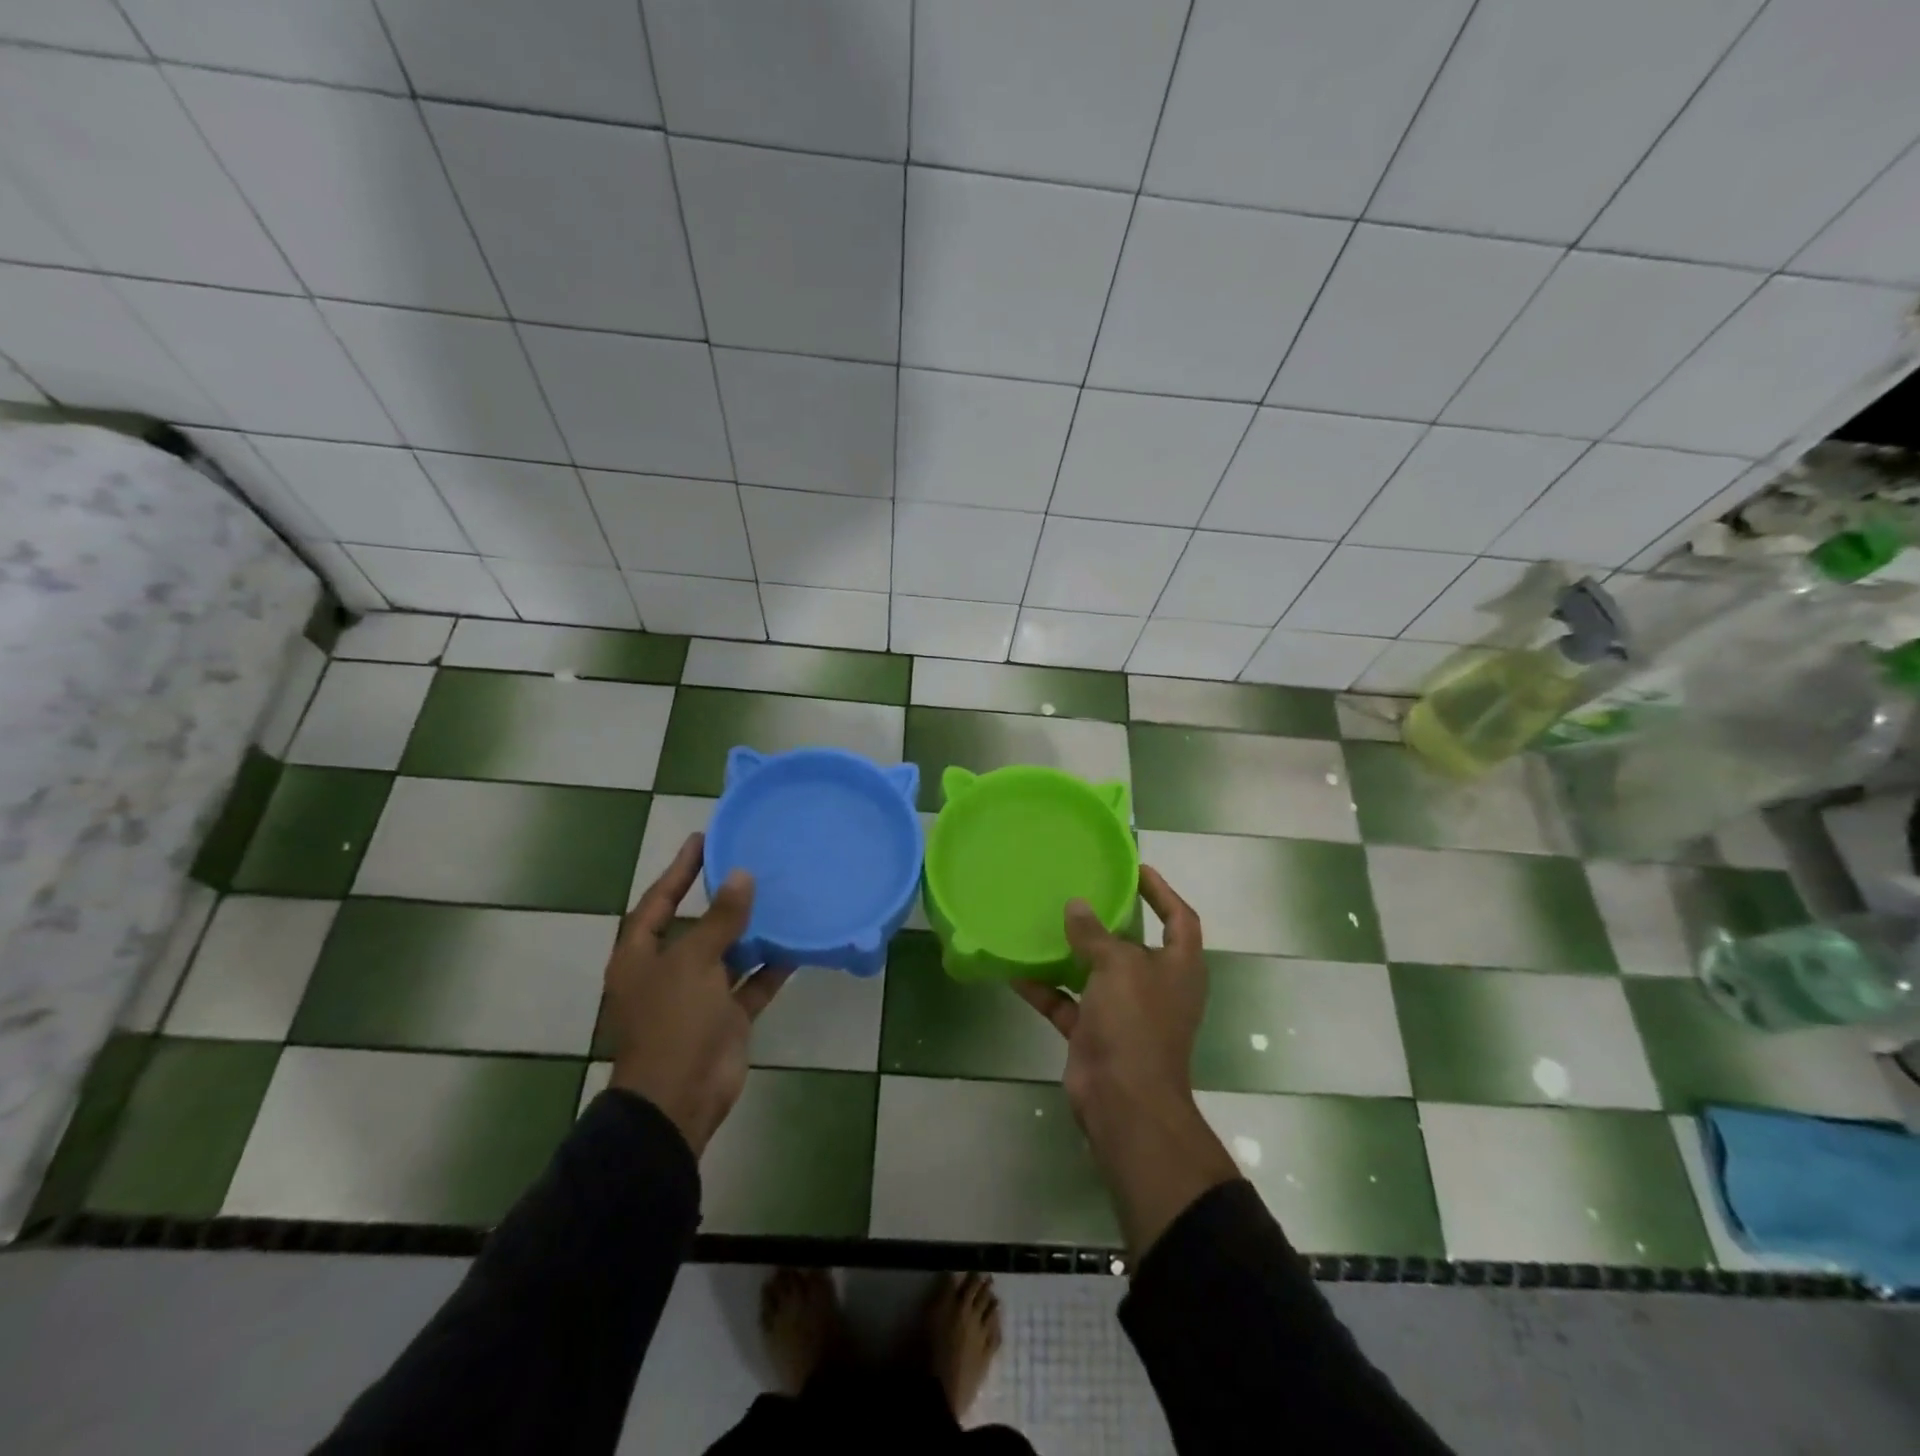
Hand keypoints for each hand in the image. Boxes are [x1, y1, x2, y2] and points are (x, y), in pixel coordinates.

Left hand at [604, 833, 789, 1154]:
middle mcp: (667, 971)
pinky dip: (770, 967)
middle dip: (721, 898)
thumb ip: (720, 919)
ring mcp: (698, 995)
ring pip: (728, 953)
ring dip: (751, 931)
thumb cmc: (674, 1022)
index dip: (679, 869)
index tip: (703, 839)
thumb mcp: (694, 962)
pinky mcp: (725, 1017)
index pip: (659, 900)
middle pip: (695, 924)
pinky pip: (751, 983)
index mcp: (641, 955)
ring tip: (779, 896)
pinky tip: (796, 944)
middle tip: (750, 862)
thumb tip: (741, 876)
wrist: (680, 1099)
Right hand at [1015, 866, 1239, 1258]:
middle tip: (1079, 890)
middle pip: (1133, 943)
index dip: (1162, 891)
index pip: (1179, 918)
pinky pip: (1066, 1002)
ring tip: (1044, 921)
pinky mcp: (1094, 1033)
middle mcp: (1155, 985)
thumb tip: (1077, 906)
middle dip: (1109, 919)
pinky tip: (1015, 969)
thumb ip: (1095, 934)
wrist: (1124, 1103)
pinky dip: (1044, 987)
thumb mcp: (1119, 967)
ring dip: (1071, 952)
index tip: (1136, 868)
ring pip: (1095, 972)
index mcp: (1179, 966)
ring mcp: (1124, 1011)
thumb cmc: (1136, 1024)